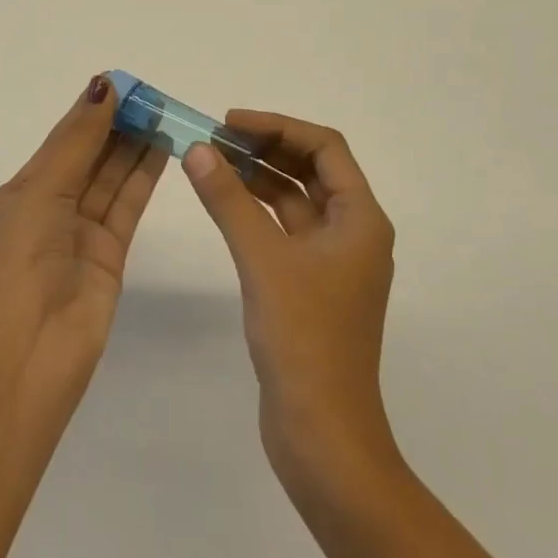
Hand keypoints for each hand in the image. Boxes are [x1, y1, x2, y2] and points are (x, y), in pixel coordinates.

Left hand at [0, 75, 166, 403]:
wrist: (28, 354)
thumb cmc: (20, 263)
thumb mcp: (41, 191)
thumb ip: (77, 142)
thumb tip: (102, 87)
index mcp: (24, 191)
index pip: (64, 139)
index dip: (91, 110)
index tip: (123, 83)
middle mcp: (52, 207)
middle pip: (91, 155)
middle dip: (118, 125)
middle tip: (153, 97)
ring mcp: (82, 231)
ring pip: (113, 177)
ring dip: (136, 146)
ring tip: (165, 114)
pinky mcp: (111, 253)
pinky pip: (128, 204)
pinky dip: (145, 175)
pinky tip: (163, 148)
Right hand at [183, 113, 399, 497]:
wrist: (322, 434)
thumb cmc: (303, 338)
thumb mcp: (262, 259)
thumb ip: (229, 200)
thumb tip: (197, 149)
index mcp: (361, 219)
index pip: (325, 147)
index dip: (278, 126)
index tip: (230, 122)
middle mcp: (354, 232)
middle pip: (312, 169)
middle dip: (267, 148)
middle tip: (216, 139)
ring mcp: (334, 262)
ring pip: (297, 200)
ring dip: (260, 178)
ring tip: (213, 162)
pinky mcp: (313, 286)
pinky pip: (286, 230)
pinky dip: (258, 211)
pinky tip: (225, 204)